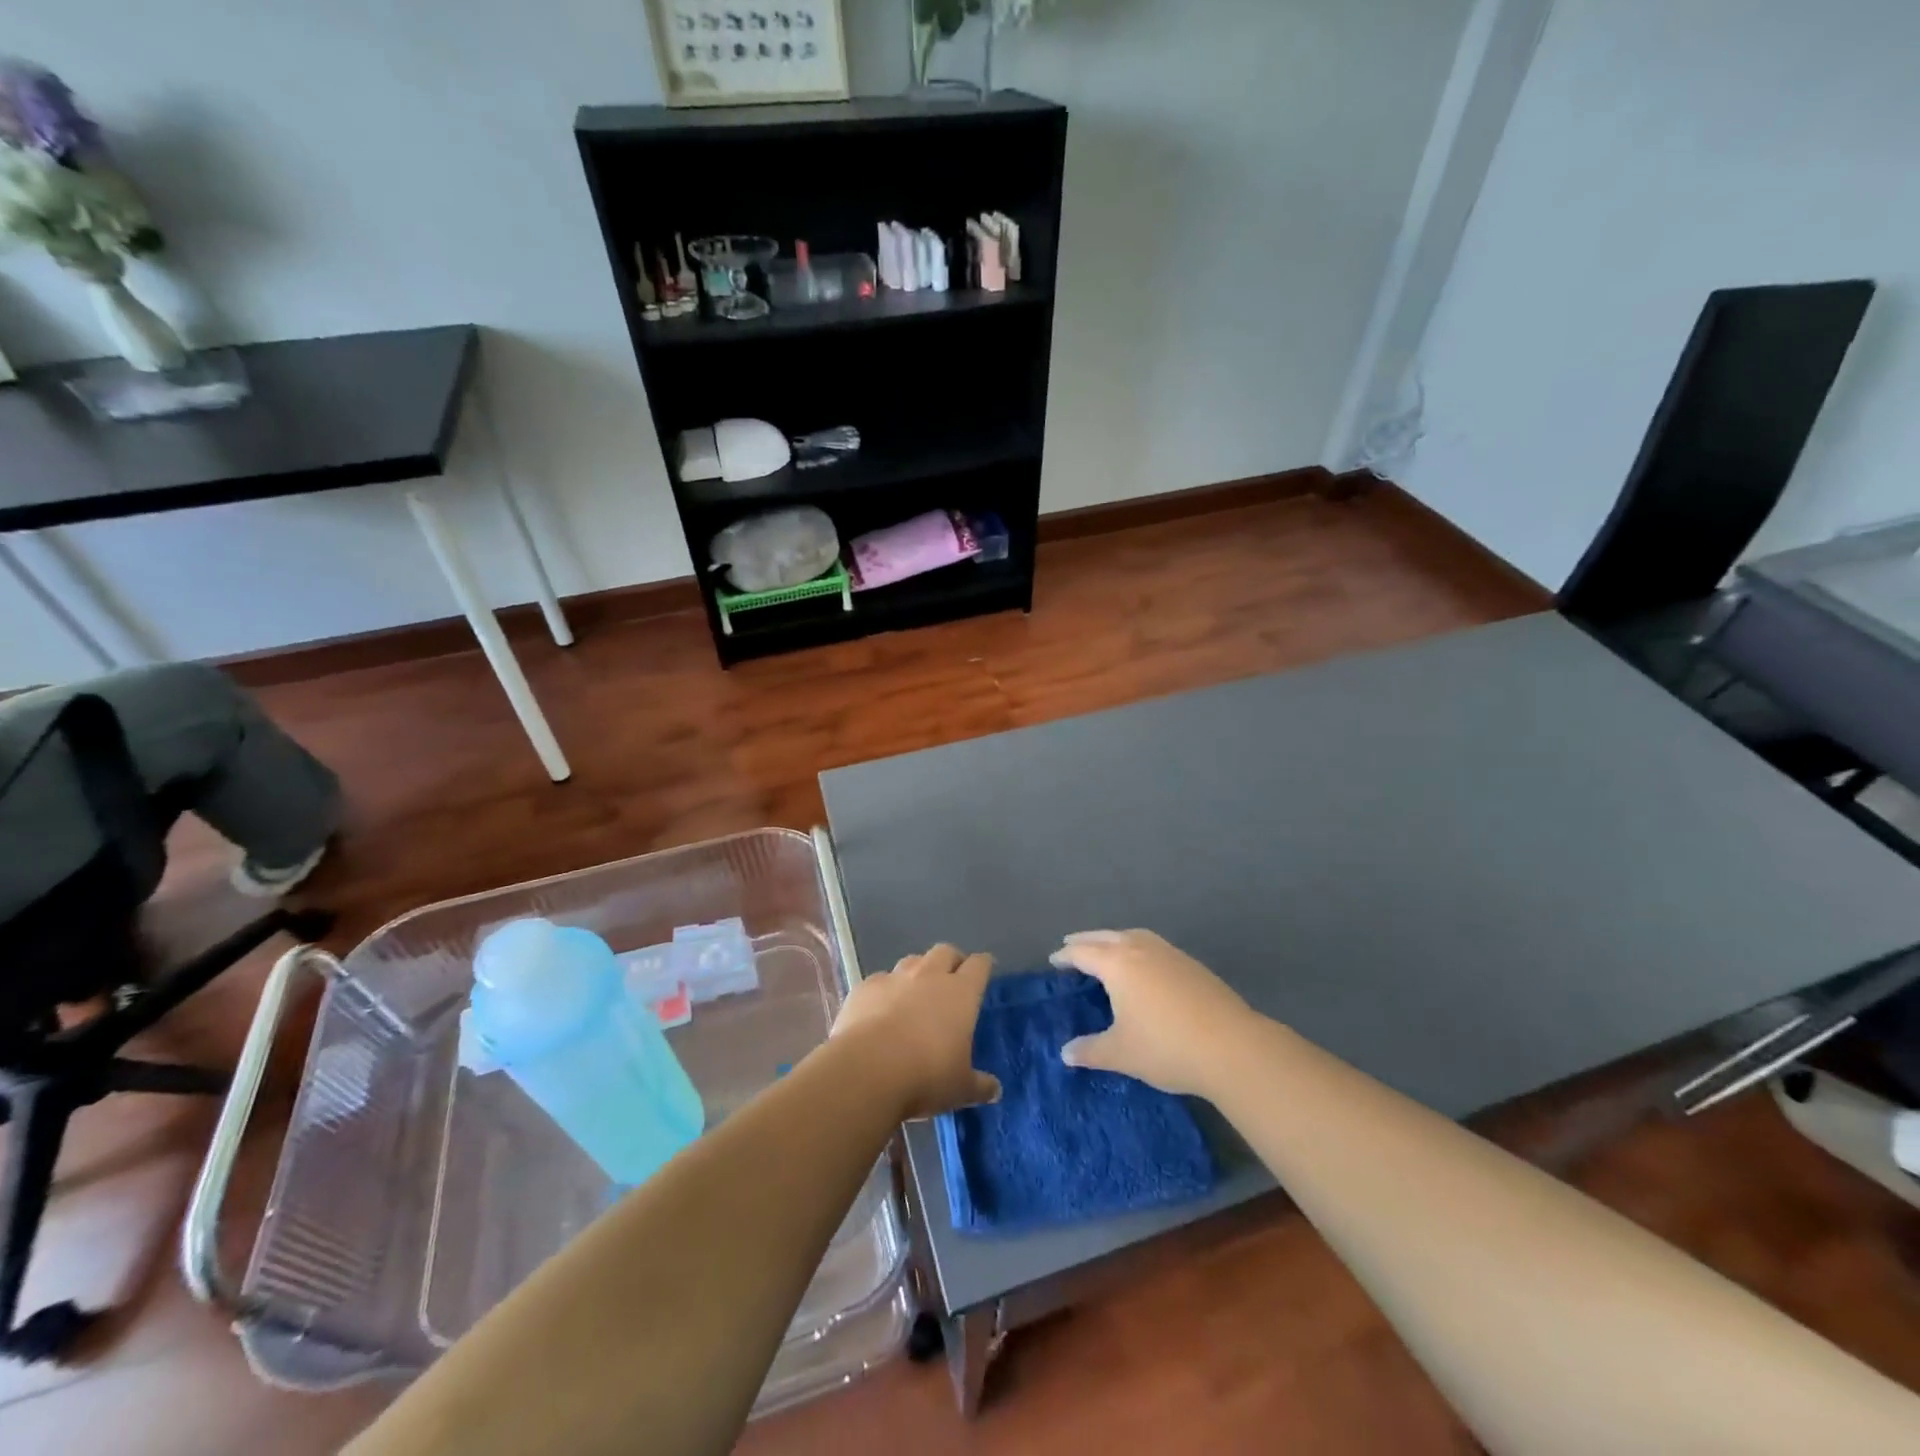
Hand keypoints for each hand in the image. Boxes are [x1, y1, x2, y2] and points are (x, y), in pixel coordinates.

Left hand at [831, 944, 1001, 1119]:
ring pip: (911, 961)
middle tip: (952, 978)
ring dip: (917, 972)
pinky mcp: (865, 987)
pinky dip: (884, 991)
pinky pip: (879, 980)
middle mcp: (929, 976)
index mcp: (961, 993)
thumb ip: (979, 1085)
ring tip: (915, 992)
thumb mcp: (960, 1088)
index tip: (984, 969)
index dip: (983, 965)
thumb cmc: (926, 1075)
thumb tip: (995, 1090)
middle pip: (945, 952)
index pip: (978, 965)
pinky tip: (880, 1010)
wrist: (868, 1070)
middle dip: (951, 960)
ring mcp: (894, 978)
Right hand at [1052, 929, 1253, 1095]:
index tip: (1053, 960)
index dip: (1065, 956)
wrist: (1232, 1047)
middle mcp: (1140, 949)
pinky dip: (1137, 948)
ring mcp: (1169, 954)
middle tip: (1071, 945)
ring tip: (1106, 950)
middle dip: (1086, 940)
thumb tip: (1065, 1053)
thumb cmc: (1166, 1047)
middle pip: (1106, 937)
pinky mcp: (1191, 964)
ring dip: (1114, 939)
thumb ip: (1090, 1051)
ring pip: (1133, 936)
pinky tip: (1143, 966)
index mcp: (1117, 964)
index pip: (1083, 952)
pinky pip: (1153, 946)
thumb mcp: (1121, 1053)